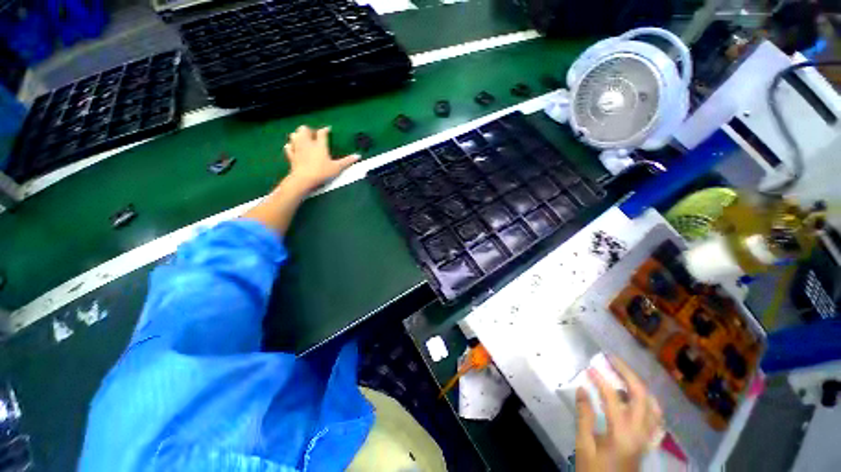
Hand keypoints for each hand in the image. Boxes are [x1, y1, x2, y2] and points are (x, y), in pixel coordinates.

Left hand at [283, 125, 358, 193]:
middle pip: (304, 129)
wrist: (304, 179)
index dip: (325, 130)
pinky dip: (290, 146)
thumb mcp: (337, 168)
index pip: (322, 133)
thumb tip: (358, 156)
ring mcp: (297, 149)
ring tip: (304, 139)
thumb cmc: (322, 172)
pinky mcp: (291, 156)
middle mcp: (307, 143)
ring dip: (298, 135)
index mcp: (319, 145)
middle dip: (309, 130)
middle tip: (314, 135)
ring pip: (294, 135)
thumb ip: (347, 161)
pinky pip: (288, 147)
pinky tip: (293, 147)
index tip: (328, 129)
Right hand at [575, 356, 662, 471]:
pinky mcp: (649, 441)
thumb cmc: (595, 469)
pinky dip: (648, 402)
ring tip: (624, 374)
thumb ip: (584, 416)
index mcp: (622, 433)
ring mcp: (648, 437)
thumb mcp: (584, 445)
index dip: (600, 380)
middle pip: (641, 396)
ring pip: (653, 405)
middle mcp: (640, 432)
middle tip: (612, 360)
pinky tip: (637, 398)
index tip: (589, 367)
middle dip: (627, 374)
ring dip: (639, 386)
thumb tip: (582, 388)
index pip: (613, 398)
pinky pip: (655, 417)